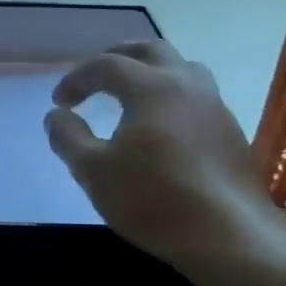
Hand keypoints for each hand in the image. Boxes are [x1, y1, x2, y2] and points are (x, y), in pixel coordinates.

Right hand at [45, 40, 277, 272]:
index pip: (106, 64)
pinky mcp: (230, 132)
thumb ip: (68, 137)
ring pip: (181, 69)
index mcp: (152, 87)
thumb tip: (56, 116)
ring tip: (129, 95)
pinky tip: (160, 127)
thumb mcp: (92, 170)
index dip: (76, 78)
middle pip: (150, 50)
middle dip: (115, 57)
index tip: (59, 102)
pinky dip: (169, 96)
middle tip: (93, 77)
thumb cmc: (152, 199)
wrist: (227, 235)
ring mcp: (215, 107)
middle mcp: (187, 85)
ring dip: (149, 72)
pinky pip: (196, 96)